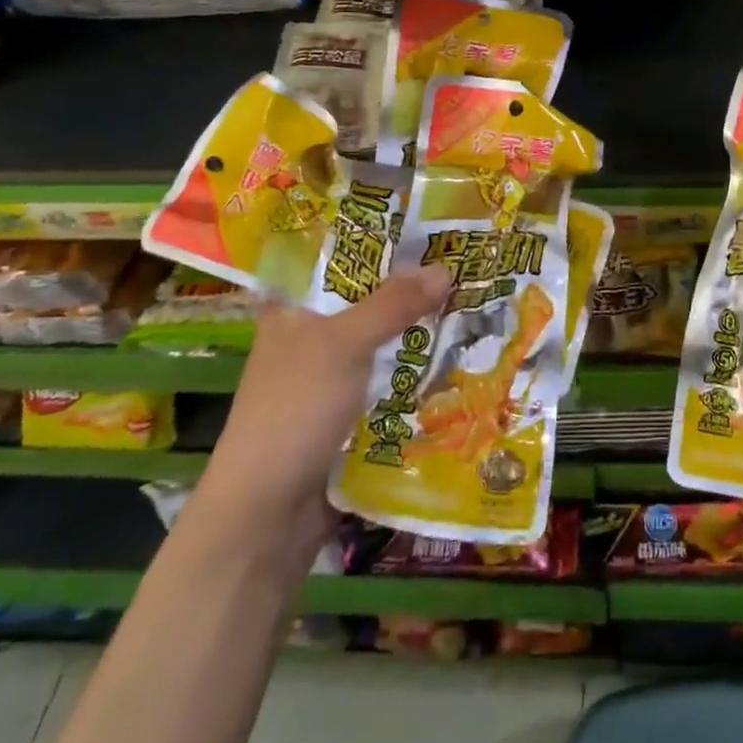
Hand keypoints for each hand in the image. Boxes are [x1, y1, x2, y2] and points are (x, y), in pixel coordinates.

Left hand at [207, 264, 451, 519]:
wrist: (267, 514)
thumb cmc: (293, 411)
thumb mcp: (343, 345)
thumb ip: (393, 304)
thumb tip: (446, 269)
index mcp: (293, 308)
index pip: (340, 259)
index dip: (381, 241)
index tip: (430, 228)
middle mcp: (311, 336)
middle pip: (369, 299)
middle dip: (414, 287)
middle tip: (468, 263)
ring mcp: (330, 376)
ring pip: (384, 340)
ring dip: (420, 329)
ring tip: (476, 304)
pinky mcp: (349, 411)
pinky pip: (390, 378)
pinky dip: (418, 368)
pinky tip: (459, 356)